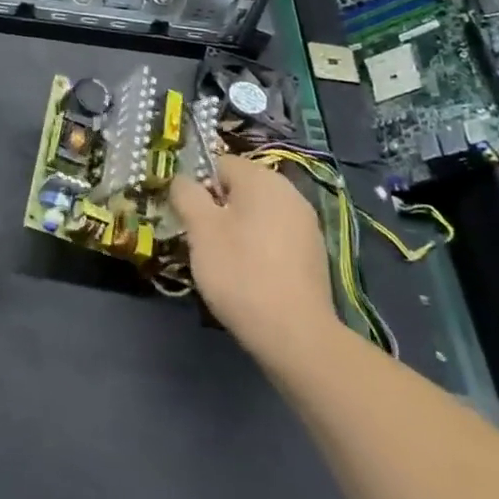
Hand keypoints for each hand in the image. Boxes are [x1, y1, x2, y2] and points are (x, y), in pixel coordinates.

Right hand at [170, 157, 336, 366]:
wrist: (295, 334)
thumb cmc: (241, 272)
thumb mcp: (200, 229)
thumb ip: (186, 194)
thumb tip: (183, 180)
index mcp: (261, 177)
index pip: (219, 164)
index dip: (199, 188)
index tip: (191, 221)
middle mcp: (288, 191)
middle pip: (240, 189)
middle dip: (219, 210)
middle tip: (205, 244)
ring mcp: (306, 223)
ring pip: (258, 215)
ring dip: (239, 230)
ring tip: (227, 265)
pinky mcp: (314, 253)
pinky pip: (276, 237)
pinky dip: (261, 249)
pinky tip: (253, 278)